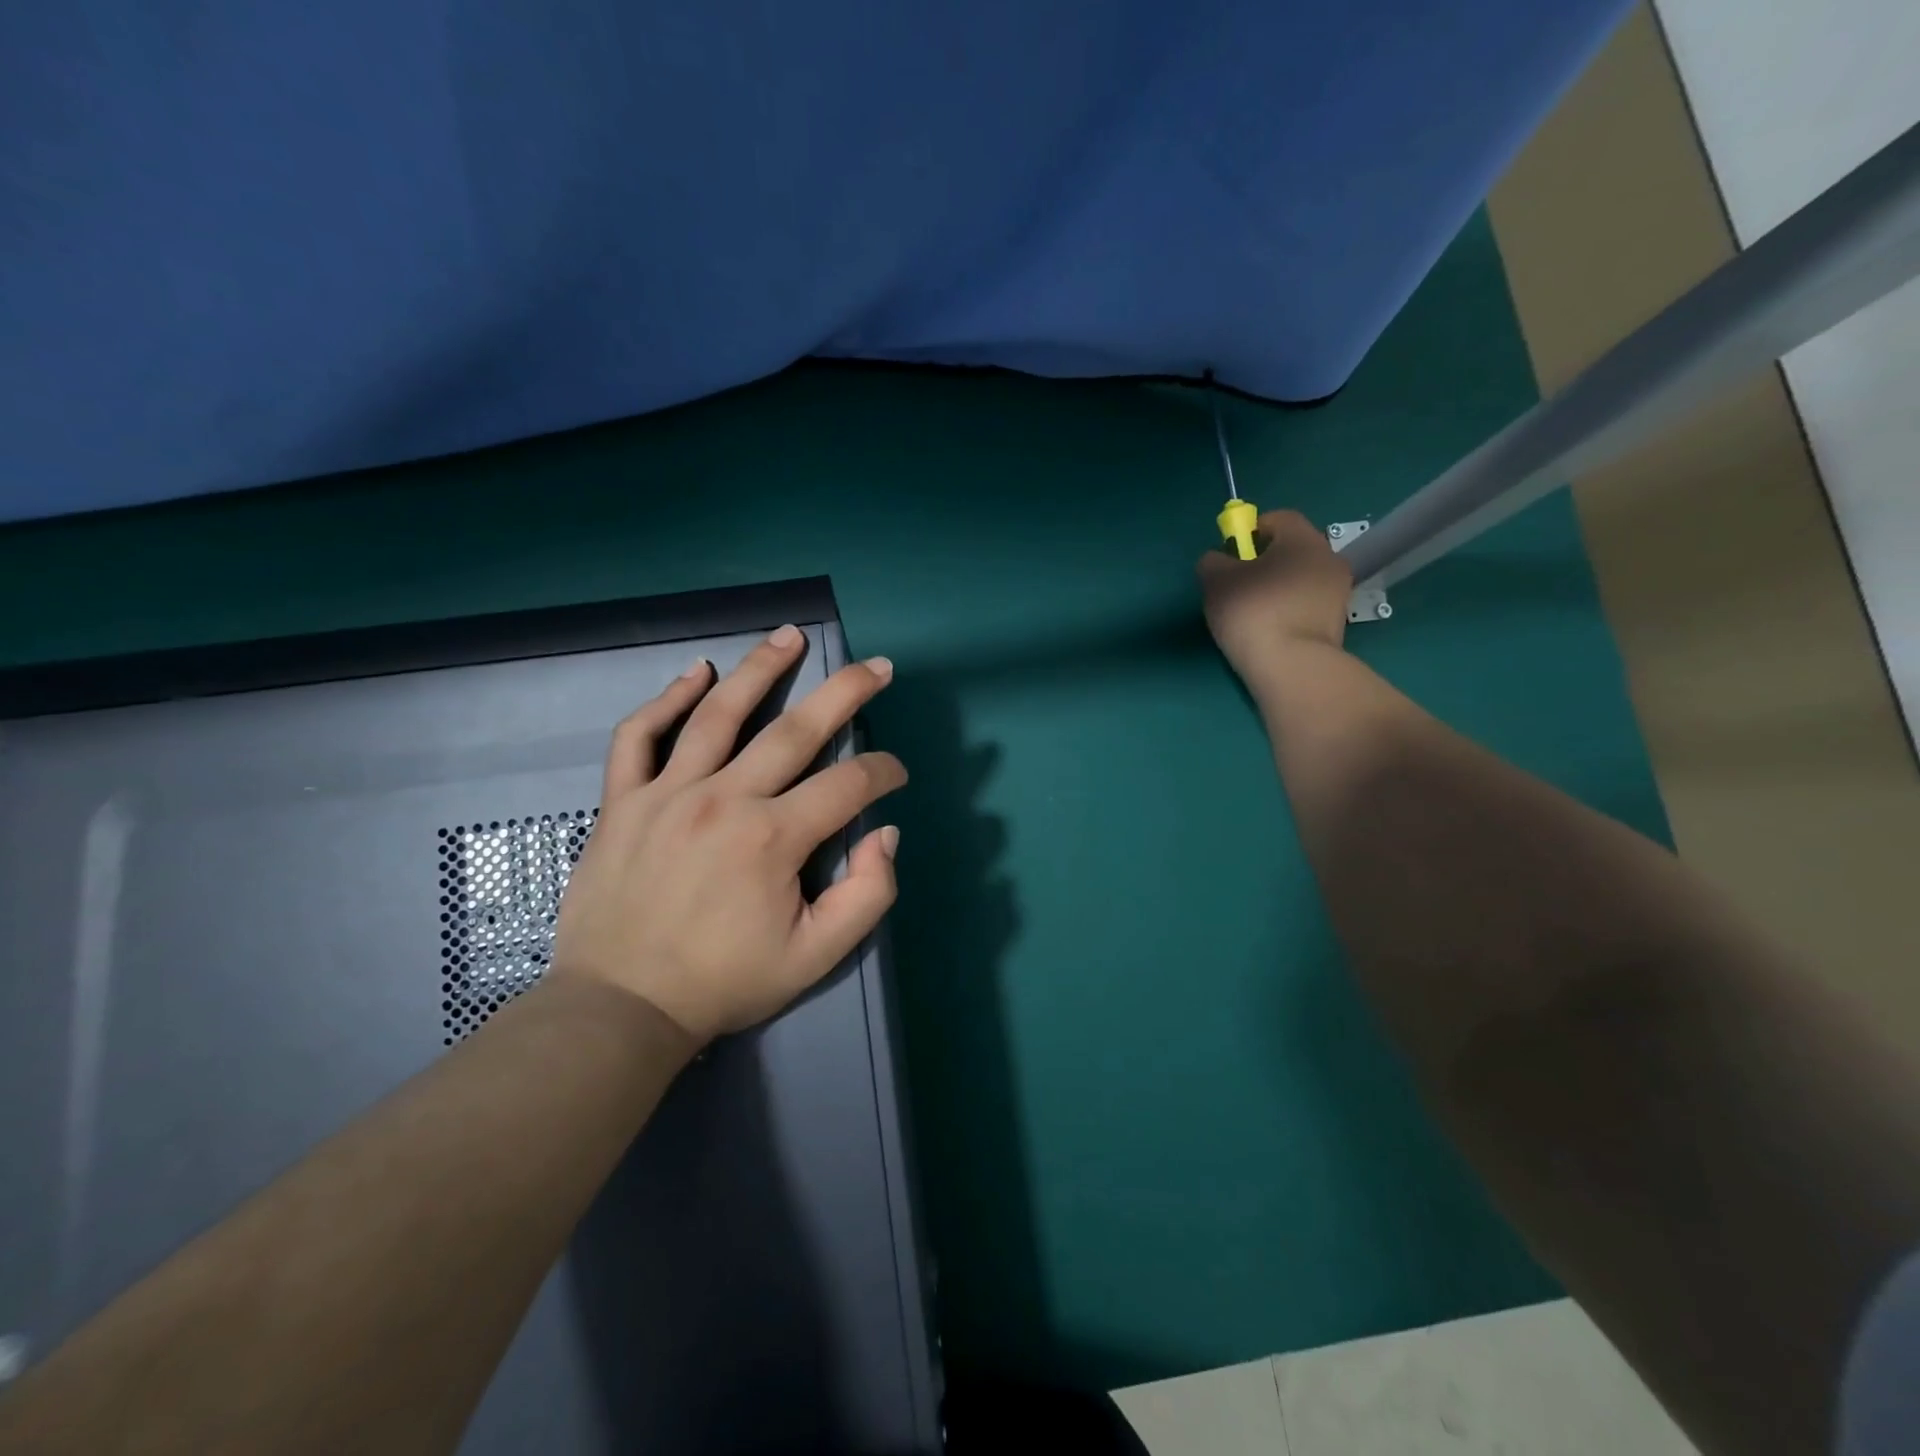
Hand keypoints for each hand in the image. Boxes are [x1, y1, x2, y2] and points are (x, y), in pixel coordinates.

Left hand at [551, 626, 906, 1043]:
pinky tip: (695, 674)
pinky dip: (665, 701)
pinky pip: (639, 737)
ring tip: (789, 636)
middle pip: (795, 730)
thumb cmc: (725, 982)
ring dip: (760, 669)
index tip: (897, 774)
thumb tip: (885, 832)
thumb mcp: (816, 956)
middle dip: (846, 692)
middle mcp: (723, 800)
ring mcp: (666, 794)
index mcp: (773, 839)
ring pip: (718, 714)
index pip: (849, 785)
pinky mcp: (623, 801)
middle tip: (877, 665)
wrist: (621, 1007)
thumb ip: (868, 894)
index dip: (884, 772)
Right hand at [1197, 509, 1352, 683]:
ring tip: (1253, 612)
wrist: (1292, 665)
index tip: (1233, 553)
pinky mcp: (1338, 623)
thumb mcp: (1215, 581)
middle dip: (1267, 561)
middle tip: (1239, 584)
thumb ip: (1213, 561)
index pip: (1279, 518)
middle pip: (1293, 549)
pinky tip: (1271, 630)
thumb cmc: (1253, 611)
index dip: (1252, 530)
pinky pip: (1307, 605)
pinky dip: (1290, 610)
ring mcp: (1338, 592)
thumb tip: (1219, 561)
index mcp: (1303, 538)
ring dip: (1279, 587)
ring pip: (1301, 578)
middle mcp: (1328, 558)